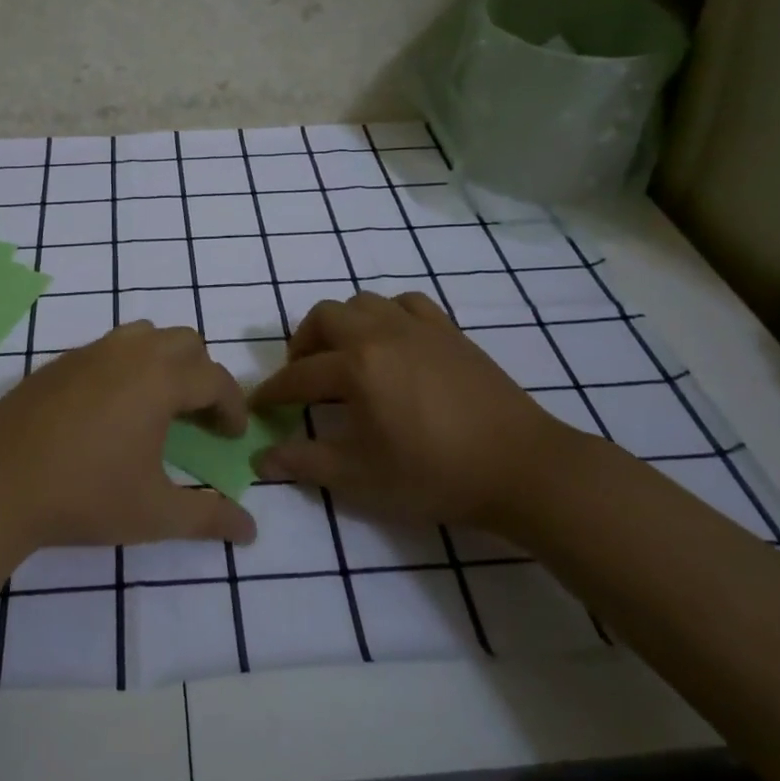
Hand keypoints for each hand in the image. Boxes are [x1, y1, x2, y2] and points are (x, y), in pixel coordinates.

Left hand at [0, 323, 257, 553]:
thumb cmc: (83, 497)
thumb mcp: (155, 514)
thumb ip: (209, 516)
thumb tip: (251, 530)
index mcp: (159, 379)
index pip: (215, 378)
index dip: (233, 406)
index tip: (231, 436)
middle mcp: (128, 353)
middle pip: (185, 342)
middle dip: (202, 374)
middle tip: (198, 417)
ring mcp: (88, 353)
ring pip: (144, 335)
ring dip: (164, 361)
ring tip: (158, 405)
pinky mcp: (57, 363)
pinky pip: (107, 349)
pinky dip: (126, 367)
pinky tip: (110, 411)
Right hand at [250, 291, 590, 531]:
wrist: (520, 466)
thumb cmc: (435, 475)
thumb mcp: (362, 477)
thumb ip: (306, 463)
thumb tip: (261, 460)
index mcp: (356, 367)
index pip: (299, 376)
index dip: (273, 392)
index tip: (259, 406)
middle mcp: (381, 333)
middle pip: (324, 317)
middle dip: (303, 343)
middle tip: (304, 376)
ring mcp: (418, 327)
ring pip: (363, 302)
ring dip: (342, 325)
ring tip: (345, 356)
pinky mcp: (449, 331)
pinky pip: (406, 304)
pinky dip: (387, 315)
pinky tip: (392, 342)